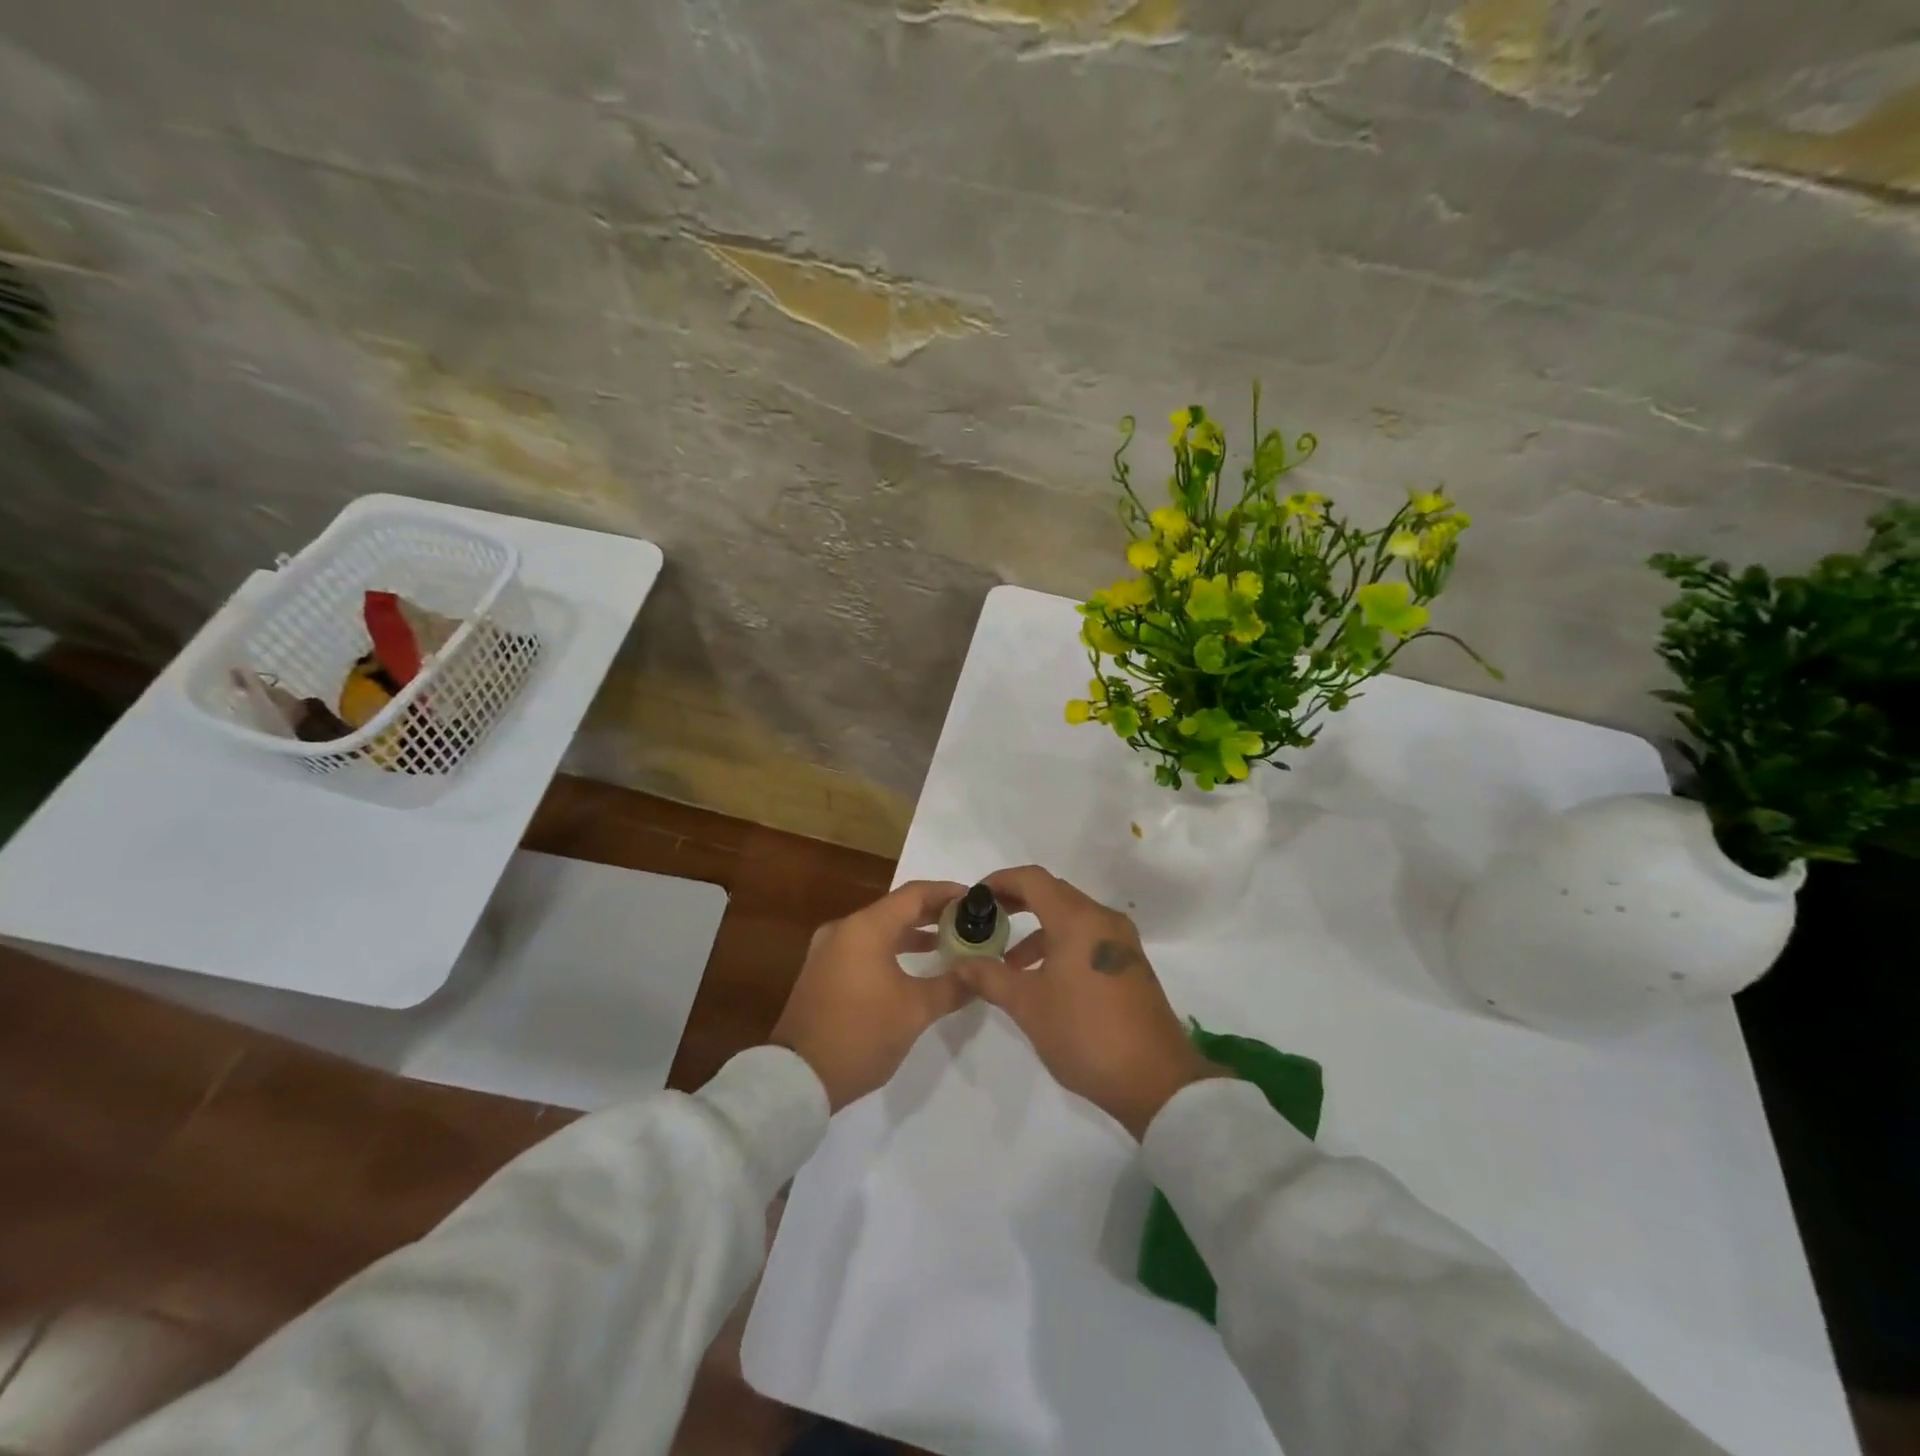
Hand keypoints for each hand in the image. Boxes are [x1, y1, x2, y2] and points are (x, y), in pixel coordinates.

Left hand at [771, 880, 974, 1111]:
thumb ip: (952, 986)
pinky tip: (913, 966)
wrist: (798, 1078)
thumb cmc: (861, 1034)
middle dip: (933, 913)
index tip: (975, 899)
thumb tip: (980, 973)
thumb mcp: (915, 1011)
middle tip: (968, 921)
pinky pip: (864, 947)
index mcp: (866, 928)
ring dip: (912, 933)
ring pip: (879, 929)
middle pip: (896, 908)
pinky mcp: (823, 971)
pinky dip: (891, 948)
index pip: (914, 894)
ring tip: (948, 943)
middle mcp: (844, 929)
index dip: (947, 893)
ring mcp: (829, 950)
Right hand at [952, 865, 1227, 1138]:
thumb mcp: (1028, 1006)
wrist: (1156, 1081)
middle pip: (1053, 893)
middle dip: (1016, 903)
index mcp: (1079, 920)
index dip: (1000, 882)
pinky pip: (1087, 938)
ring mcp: (1121, 942)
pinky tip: (1042, 979)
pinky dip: (1060, 945)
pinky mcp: (1130, 964)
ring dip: (1038, 930)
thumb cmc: (1086, 1033)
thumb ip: (990, 977)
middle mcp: (1103, 920)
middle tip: (985, 921)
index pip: (1033, 880)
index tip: (974, 899)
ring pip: (1071, 918)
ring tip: (1008, 963)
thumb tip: (960, 963)